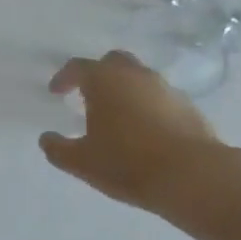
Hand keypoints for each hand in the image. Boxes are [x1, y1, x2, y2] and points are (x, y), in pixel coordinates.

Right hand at [40, 51, 226, 214]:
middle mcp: (134, 75)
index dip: (64, 78)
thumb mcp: (82, 162)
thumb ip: (58, 149)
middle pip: (112, 62)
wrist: (194, 176)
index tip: (56, 92)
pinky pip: (160, 98)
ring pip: (139, 78)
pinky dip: (148, 107)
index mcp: (104, 80)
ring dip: (126, 90)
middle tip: (89, 96)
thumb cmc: (127, 163)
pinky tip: (146, 131)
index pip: (78, 67)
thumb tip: (46, 139)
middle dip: (98, 74)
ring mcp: (165, 88)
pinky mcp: (189, 107)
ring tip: (118, 116)